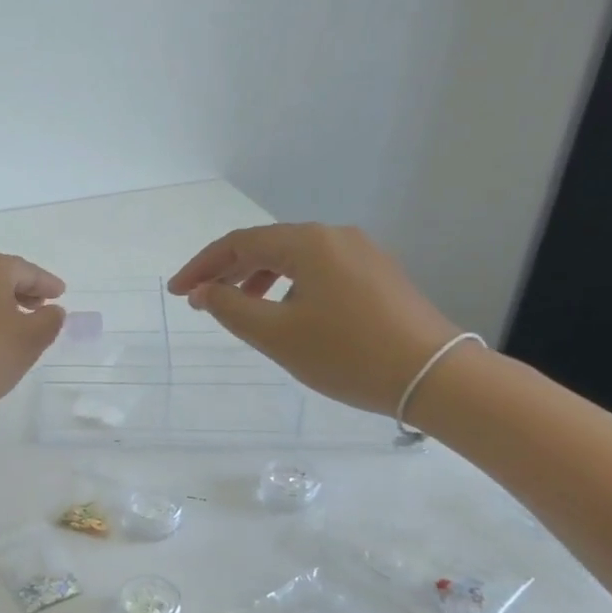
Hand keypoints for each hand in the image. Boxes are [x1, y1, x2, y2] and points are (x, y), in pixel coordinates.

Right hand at [168, 223, 460, 415]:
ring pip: (294, 258)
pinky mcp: (378, 275)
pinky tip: (285, 312)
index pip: (239, 243)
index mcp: (308, 243)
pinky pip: (319, 270)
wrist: (434, 376)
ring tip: (238, 307)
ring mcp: (362, 253)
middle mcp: (335, 236)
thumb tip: (203, 291)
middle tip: (200, 299)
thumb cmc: (346, 353)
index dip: (202, 266)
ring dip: (258, 278)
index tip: (177, 292)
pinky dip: (288, 285)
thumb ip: (230, 308)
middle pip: (267, 245)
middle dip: (228, 270)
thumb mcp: (276, 334)